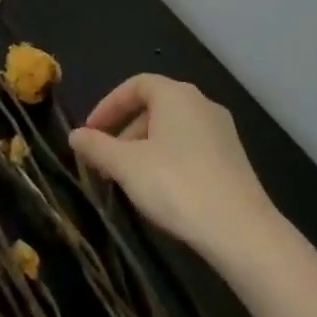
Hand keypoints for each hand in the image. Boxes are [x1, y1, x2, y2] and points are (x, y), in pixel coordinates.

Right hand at [70, 75, 276, 262]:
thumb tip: (75, 135)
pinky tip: (160, 191)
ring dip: (144, 148)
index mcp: (176, 95)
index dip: (109, 105)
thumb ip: (96, 147)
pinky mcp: (234, 160)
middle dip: (124, 131)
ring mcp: (223, 132)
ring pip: (172, 130)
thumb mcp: (125, 165)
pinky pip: (191, 148)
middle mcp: (202, 104)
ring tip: (128, 179)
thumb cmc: (176, 185)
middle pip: (154, 107)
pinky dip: (168, 160)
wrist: (242, 231)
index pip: (136, 85)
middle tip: (105, 160)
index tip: (91, 132)